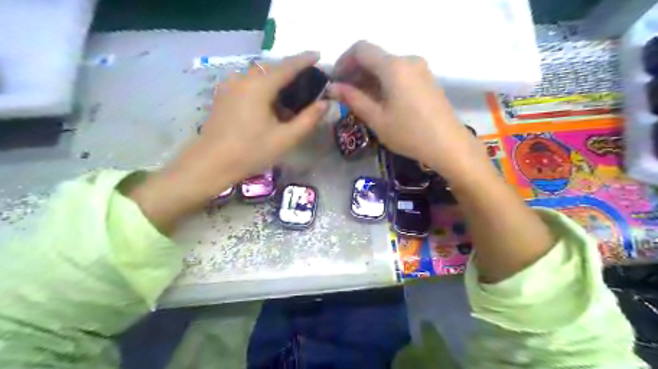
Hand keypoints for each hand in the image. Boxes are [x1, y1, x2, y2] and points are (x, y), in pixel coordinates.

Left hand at [125, 52, 325, 231]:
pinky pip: (249, 84)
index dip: (305, 60)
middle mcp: (242, 78)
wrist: (210, 164)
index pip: (287, 66)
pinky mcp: (224, 95)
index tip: (319, 55)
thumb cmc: (250, 152)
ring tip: (292, 98)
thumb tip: (325, 103)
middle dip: (291, 73)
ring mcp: (230, 86)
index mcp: (258, 86)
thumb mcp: (285, 139)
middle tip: (308, 84)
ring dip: (277, 83)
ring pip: (260, 77)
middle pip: (272, 69)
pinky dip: (264, 89)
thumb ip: (308, 119)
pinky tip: (271, 106)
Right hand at [333, 42, 484, 180]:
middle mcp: (408, 60)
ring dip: (369, 79)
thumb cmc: (409, 133)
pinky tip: (379, 102)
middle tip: (344, 95)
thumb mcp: (376, 118)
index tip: (335, 81)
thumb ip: (353, 99)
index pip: (361, 49)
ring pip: (386, 67)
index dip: (343, 61)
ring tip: (359, 101)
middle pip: (374, 57)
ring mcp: (420, 69)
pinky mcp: (426, 80)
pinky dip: (384, 83)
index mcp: (394, 66)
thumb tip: (332, 88)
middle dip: (355, 72)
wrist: (448, 145)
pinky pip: (399, 74)